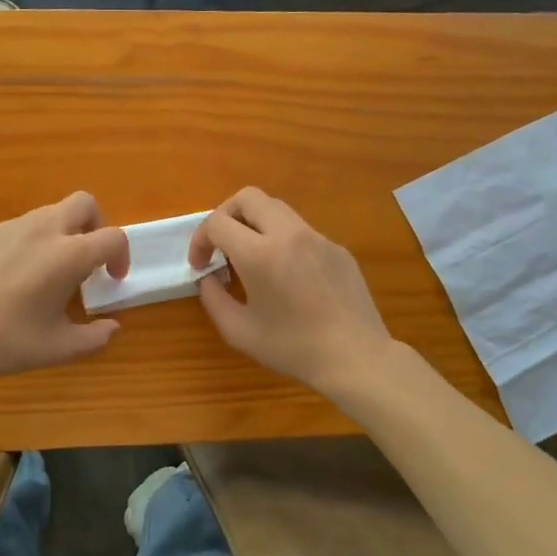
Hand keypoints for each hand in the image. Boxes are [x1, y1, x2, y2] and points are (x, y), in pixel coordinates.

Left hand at [0, 192, 129, 387]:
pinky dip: (28, 244)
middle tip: (87, 260)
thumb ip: (95, 337)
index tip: (112, 279)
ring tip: (47, 273)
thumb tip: (111, 326)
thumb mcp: (59, 348)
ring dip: (61, 234)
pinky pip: (17, 229)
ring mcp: (9, 227)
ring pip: (48, 214)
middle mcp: (42, 230)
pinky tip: (10, 279)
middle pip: (84, 204)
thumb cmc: (6, 342)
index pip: (113, 237)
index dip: (121, 256)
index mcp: (68, 254)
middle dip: (95, 226)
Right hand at [188, 187, 394, 396]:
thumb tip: (208, 277)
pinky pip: (300, 231)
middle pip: (248, 197)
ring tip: (251, 259)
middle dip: (225, 215)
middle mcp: (289, 234)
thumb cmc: (293, 348)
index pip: (218, 222)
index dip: (200, 240)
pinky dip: (281, 240)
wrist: (356, 358)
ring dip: (254, 224)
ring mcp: (318, 238)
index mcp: (260, 253)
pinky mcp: (337, 249)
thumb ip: (213, 298)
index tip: (201, 266)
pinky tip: (286, 276)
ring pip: (276, 209)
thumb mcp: (238, 331)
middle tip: (221, 246)